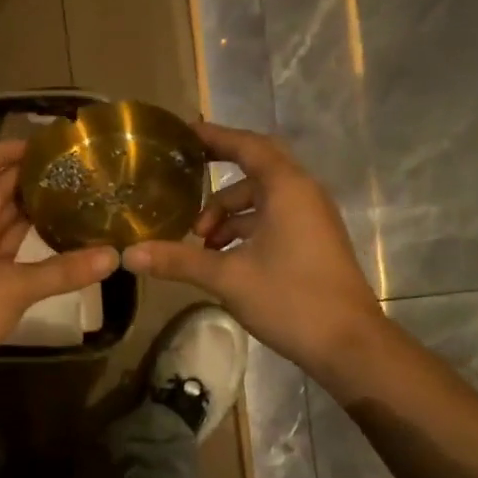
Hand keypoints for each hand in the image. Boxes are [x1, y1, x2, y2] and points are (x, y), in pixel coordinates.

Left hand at [0, 139, 117, 413]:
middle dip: (28, 181)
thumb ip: (63, 270)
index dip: (4, 151)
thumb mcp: (14, 286)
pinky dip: (31, 247)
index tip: (42, 146)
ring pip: (3, 225)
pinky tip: (61, 242)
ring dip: (32, 213)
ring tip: (74, 199)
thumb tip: (113, 256)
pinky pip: (8, 254)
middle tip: (73, 172)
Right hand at [122, 122, 382, 391]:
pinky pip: (272, 219)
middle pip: (256, 167)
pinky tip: (220, 257)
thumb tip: (128, 255)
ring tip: (198, 241)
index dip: (215, 136)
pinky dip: (245, 228)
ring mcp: (311, 219)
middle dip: (219, 171)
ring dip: (228, 213)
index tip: (183, 133)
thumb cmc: (290, 299)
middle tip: (184, 175)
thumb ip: (178, 260)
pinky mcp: (312, 242)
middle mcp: (303, 194)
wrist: (349, 344)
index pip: (247, 146)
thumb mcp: (227, 278)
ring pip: (262, 199)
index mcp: (287, 189)